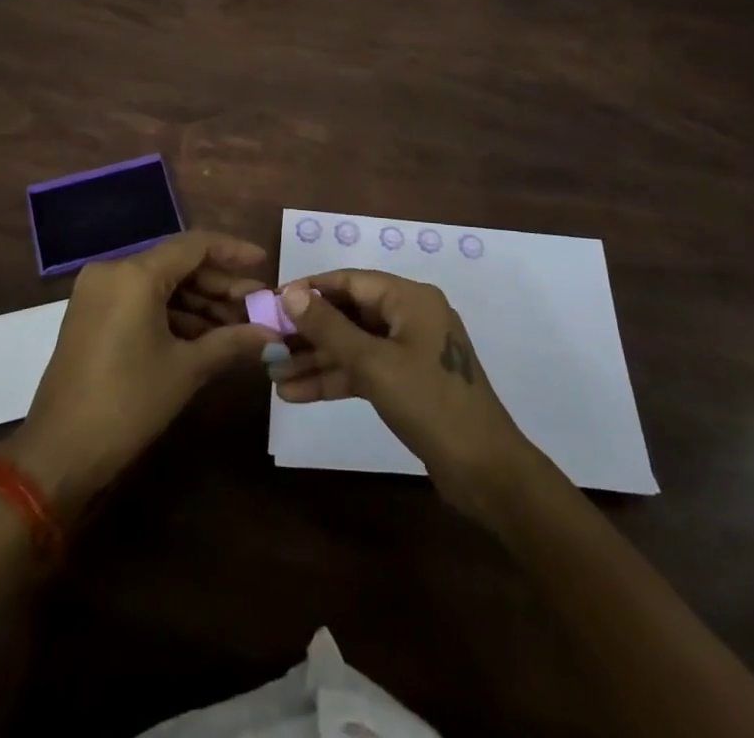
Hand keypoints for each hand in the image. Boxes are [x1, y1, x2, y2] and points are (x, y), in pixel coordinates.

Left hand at [2, 232, 279, 518]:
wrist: (58, 454)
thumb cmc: (127, 403)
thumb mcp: (186, 369)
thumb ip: (232, 341)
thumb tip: (272, 334)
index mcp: (134, 274)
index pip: (194, 245)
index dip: (233, 251)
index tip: (264, 263)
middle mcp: (113, 271)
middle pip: (178, 264)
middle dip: (219, 285)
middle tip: (257, 306)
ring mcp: (98, 293)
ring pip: (160, 284)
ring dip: (199, 303)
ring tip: (238, 325)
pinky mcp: (92, 315)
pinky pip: (141, 301)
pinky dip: (173, 314)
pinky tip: (205, 336)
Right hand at [270, 270, 533, 514]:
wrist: (486, 472)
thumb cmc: (430, 404)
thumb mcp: (373, 363)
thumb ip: (329, 327)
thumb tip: (290, 292)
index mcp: (410, 299)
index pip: (350, 282)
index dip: (310, 290)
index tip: (272, 302)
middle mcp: (410, 317)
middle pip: (349, 314)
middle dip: (308, 332)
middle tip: (267, 345)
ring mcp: (410, 351)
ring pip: (353, 346)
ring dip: (316, 360)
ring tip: (273, 375)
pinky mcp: (407, 383)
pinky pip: (364, 371)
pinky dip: (334, 380)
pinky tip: (297, 393)